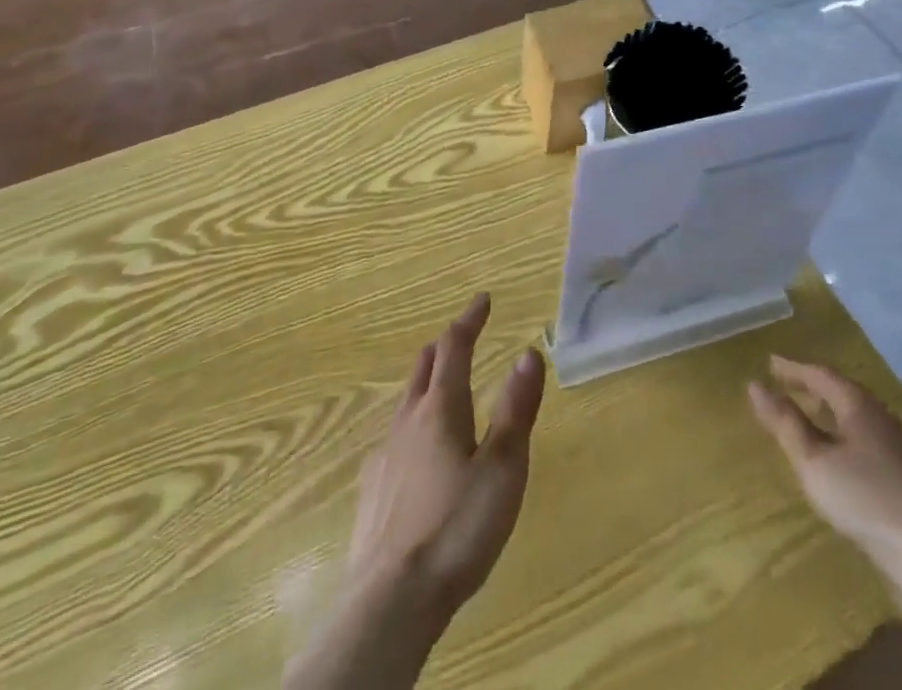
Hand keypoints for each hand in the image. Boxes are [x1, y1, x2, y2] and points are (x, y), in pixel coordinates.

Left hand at [347, 293, 546, 619]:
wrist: (391, 601)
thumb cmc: (457, 527)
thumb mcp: (503, 467)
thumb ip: (516, 408)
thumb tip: (529, 351)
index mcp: (442, 409)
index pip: (455, 347)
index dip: (469, 319)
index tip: (483, 299)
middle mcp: (408, 421)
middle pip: (423, 367)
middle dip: (444, 345)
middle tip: (462, 336)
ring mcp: (385, 456)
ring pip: (405, 401)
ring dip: (425, 382)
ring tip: (440, 386)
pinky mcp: (372, 491)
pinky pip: (392, 439)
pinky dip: (410, 425)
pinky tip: (413, 451)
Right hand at [747, 356, 901, 570]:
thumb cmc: (864, 496)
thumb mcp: (814, 460)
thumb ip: (785, 423)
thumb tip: (755, 386)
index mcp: (857, 403)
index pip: (820, 374)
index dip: (793, 368)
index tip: (770, 363)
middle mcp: (878, 413)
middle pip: (840, 390)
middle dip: (811, 385)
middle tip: (786, 383)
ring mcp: (894, 442)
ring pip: (853, 413)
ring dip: (827, 408)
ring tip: (807, 412)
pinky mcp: (901, 469)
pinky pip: (862, 433)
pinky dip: (841, 429)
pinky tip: (836, 450)